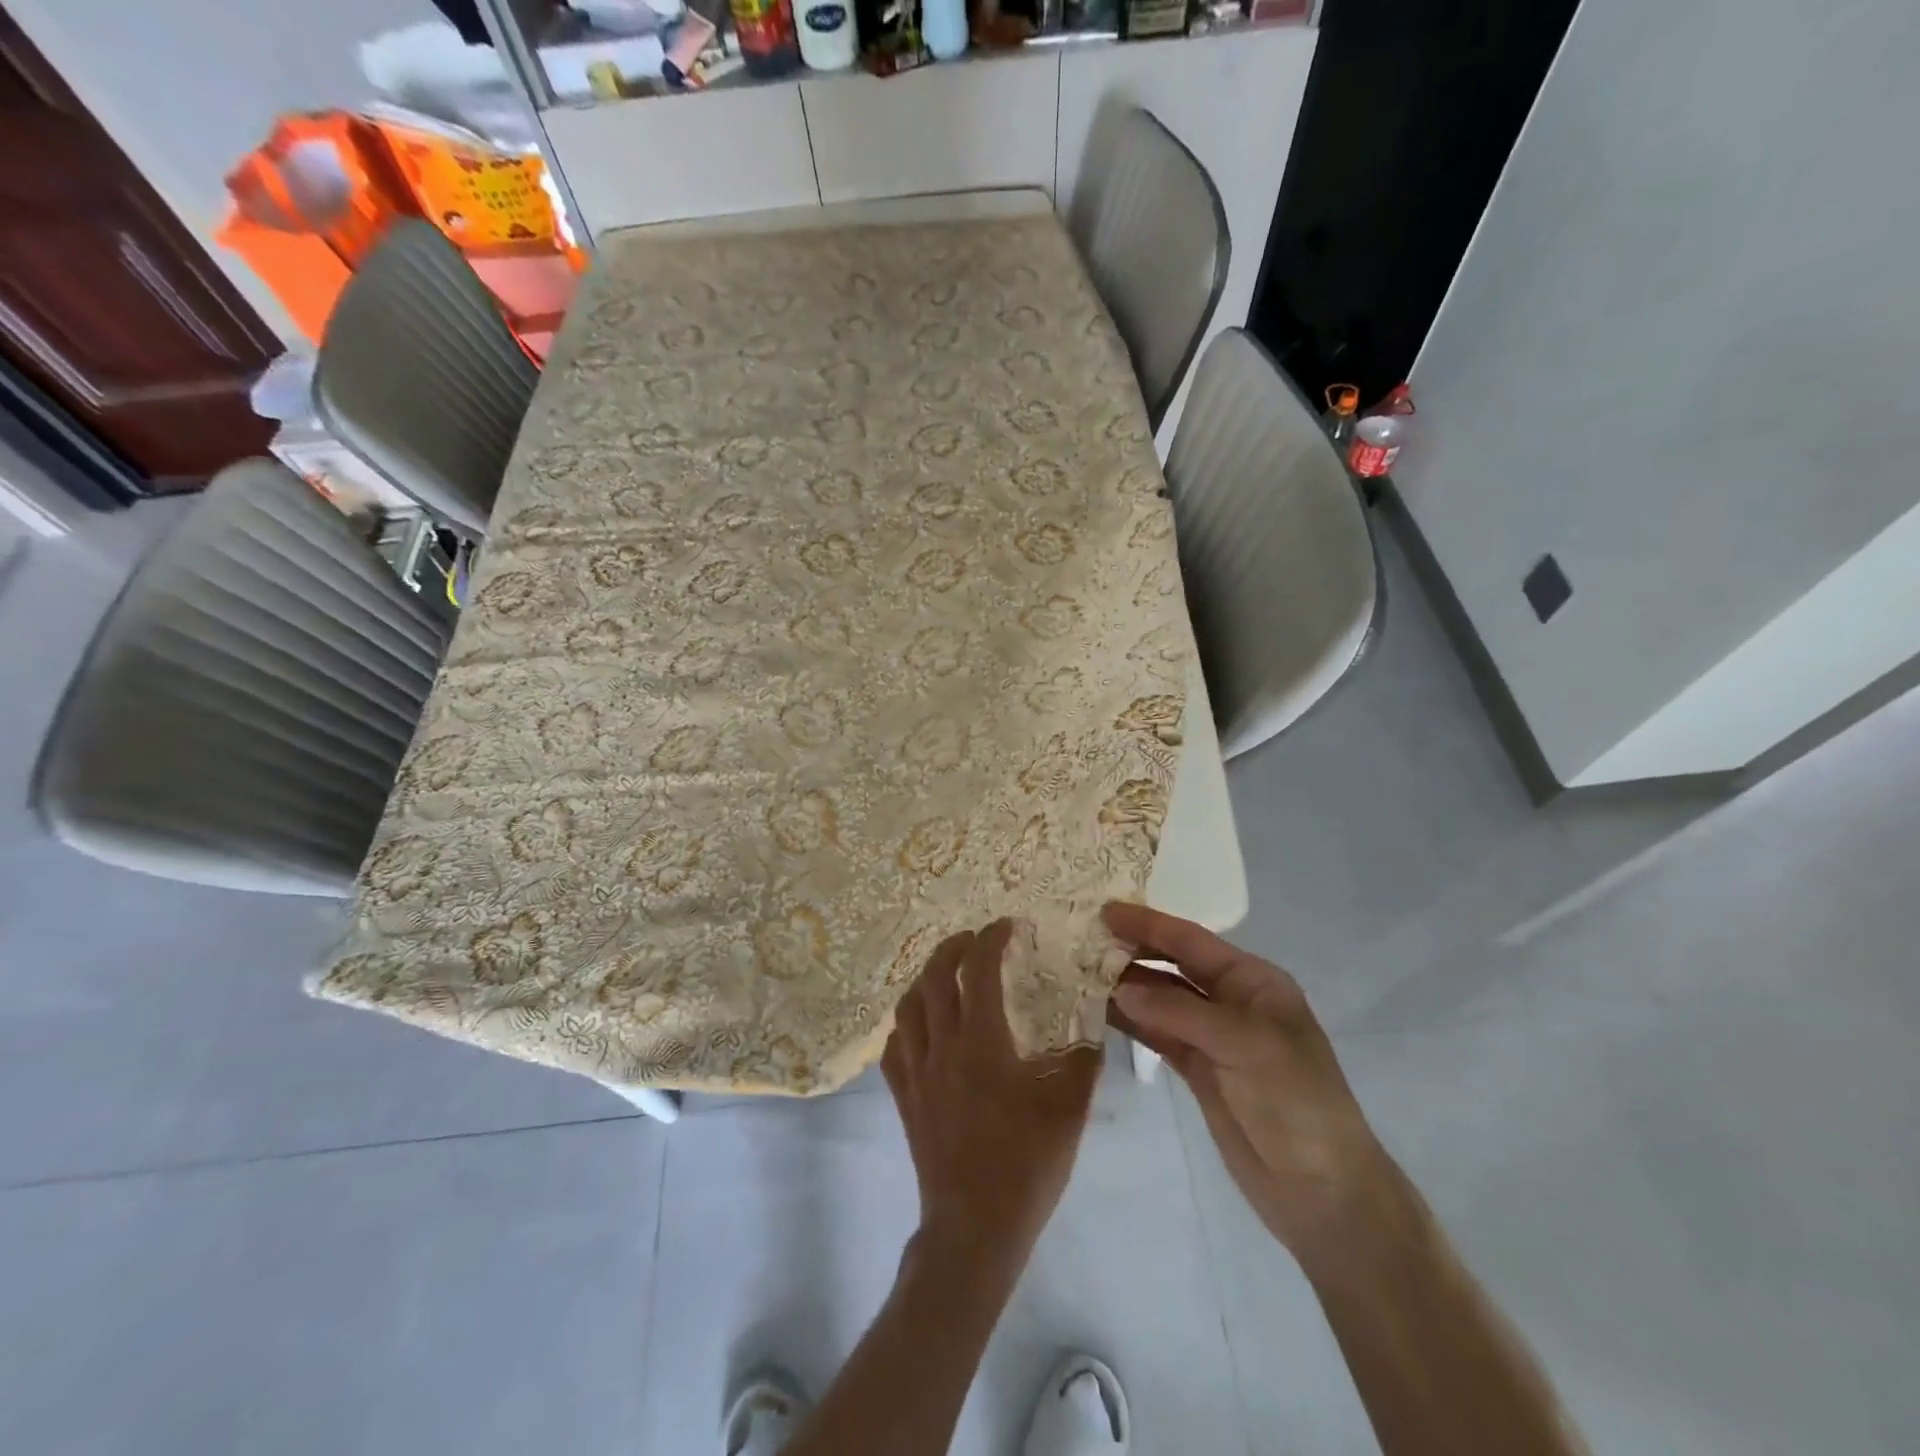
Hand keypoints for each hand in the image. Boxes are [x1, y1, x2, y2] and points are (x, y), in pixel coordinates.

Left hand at [883, 920, 1102, 1265]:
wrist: (975, 1229)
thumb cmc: (1026, 1166)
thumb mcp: (1069, 1110)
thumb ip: (1084, 1059)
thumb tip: (1093, 1020)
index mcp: (981, 1043)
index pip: (978, 971)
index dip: (991, 940)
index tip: (1007, 926)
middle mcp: (941, 1048)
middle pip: (933, 978)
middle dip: (953, 948)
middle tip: (974, 940)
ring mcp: (916, 1074)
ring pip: (907, 1007)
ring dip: (925, 979)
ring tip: (946, 974)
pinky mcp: (904, 1099)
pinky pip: (893, 1047)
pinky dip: (906, 1023)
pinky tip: (921, 1026)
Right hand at [1104, 903, 1408, 1272]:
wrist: (1322, 1192)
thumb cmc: (1296, 1102)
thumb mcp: (1245, 1045)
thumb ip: (1180, 1011)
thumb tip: (1119, 987)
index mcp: (1253, 981)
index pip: (1191, 941)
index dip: (1149, 924)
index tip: (1105, 910)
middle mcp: (1230, 1000)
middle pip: (1172, 964)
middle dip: (1132, 950)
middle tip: (1082, 939)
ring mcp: (1212, 1036)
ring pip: (1159, 999)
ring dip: (1125, 986)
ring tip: (1079, 971)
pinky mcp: (1197, 1069)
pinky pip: (1156, 1034)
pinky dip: (1130, 1022)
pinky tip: (1099, 1010)